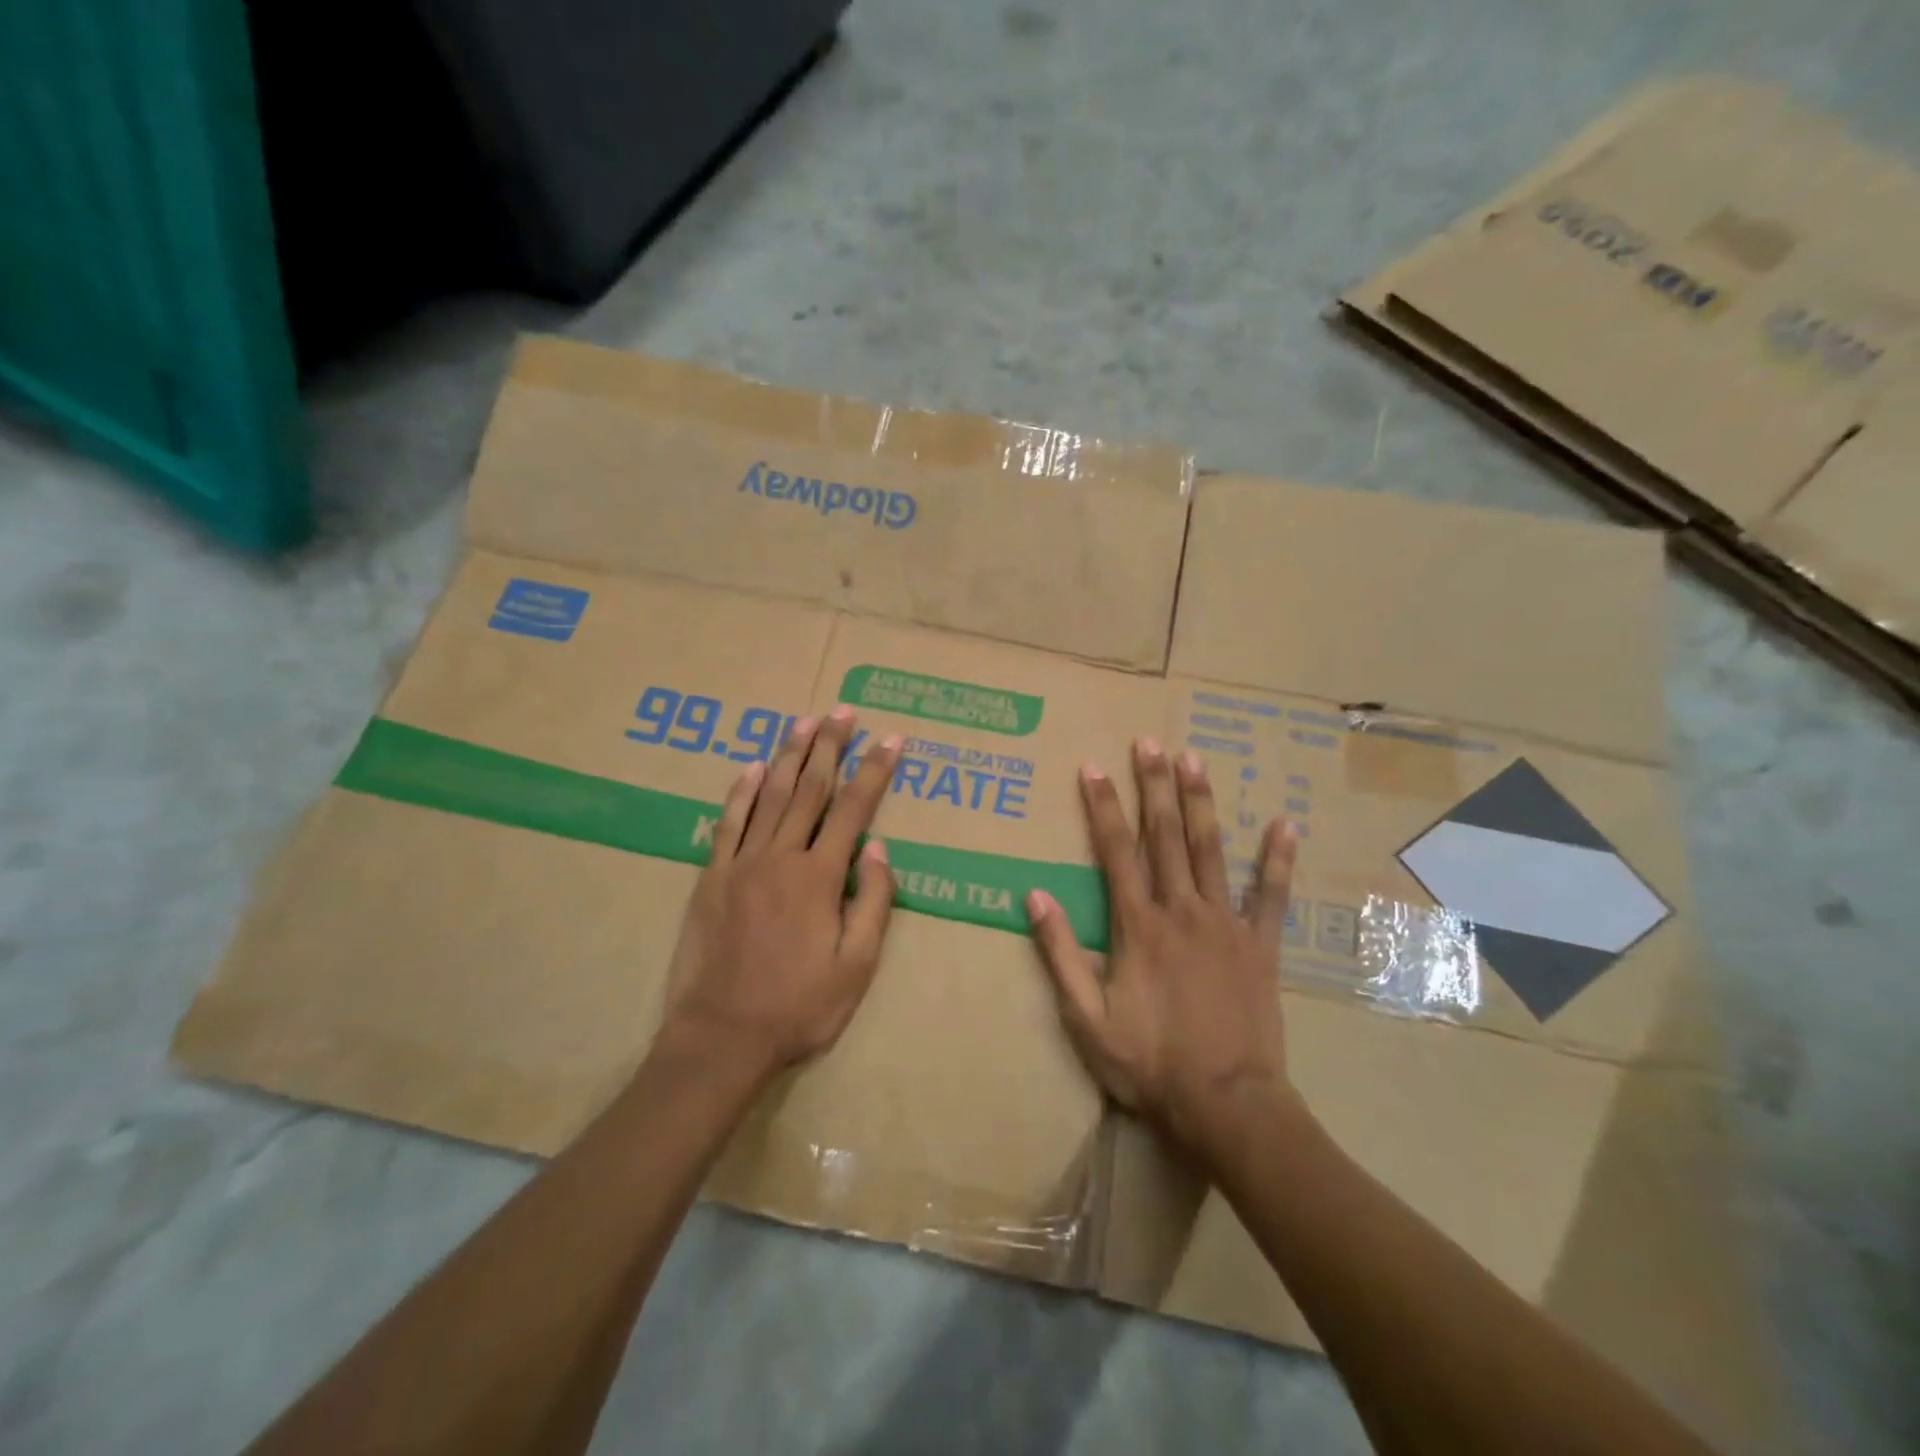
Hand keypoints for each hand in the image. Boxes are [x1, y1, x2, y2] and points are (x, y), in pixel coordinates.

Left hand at [661, 708, 901, 1074]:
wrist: (721, 1038)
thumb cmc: (799, 1007)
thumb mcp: (856, 966)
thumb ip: (872, 902)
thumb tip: (878, 848)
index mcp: (819, 877)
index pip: (855, 809)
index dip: (875, 770)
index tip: (892, 739)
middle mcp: (781, 857)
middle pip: (811, 790)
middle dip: (831, 747)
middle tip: (843, 712)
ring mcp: (741, 864)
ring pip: (770, 796)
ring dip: (790, 756)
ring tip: (804, 722)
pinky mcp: (711, 878)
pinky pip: (728, 823)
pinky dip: (741, 792)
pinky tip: (753, 767)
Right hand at [1025, 738, 1298, 1163]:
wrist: (1226, 1103)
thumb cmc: (1149, 1063)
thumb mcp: (1086, 1017)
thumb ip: (1061, 953)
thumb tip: (1035, 896)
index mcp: (1137, 925)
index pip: (1115, 850)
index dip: (1102, 806)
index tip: (1094, 767)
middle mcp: (1181, 910)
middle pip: (1165, 836)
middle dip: (1153, 786)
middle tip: (1149, 742)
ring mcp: (1225, 924)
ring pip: (1211, 851)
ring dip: (1201, 803)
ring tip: (1195, 760)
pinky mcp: (1260, 945)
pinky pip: (1270, 895)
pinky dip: (1276, 860)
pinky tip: (1284, 824)